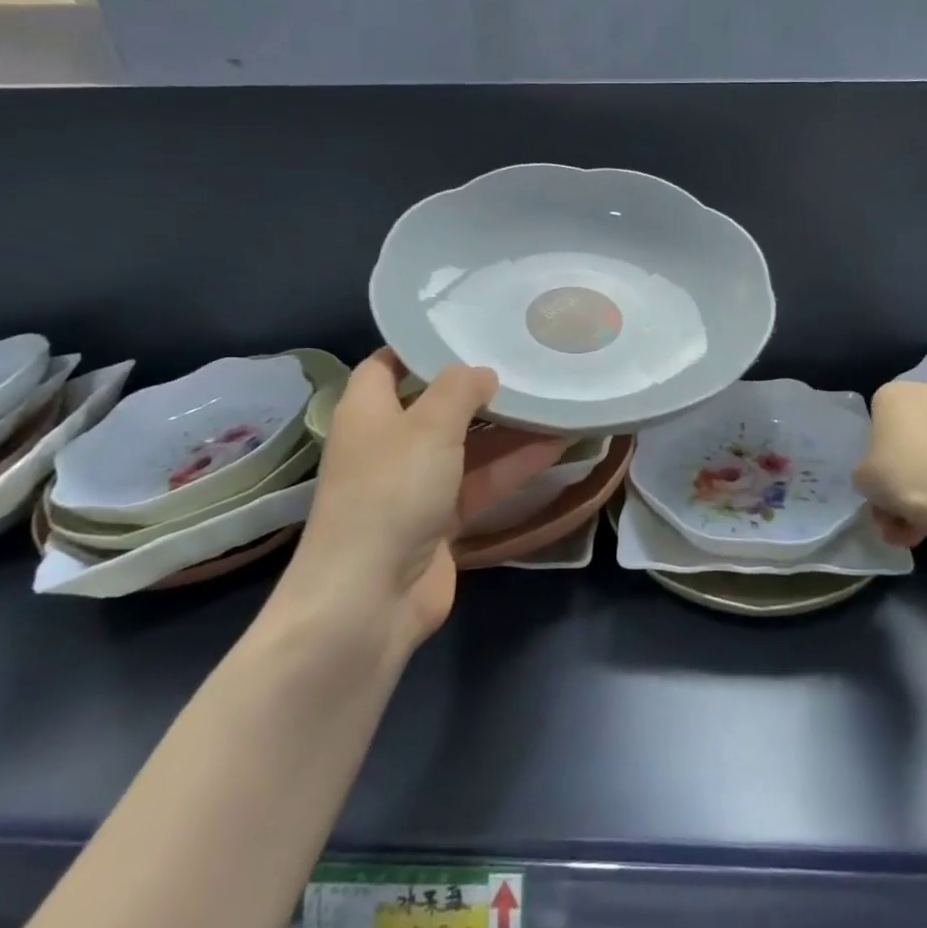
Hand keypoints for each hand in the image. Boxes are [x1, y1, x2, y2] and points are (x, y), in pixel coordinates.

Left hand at [272, 351, 567, 656]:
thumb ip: (459, 389)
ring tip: (553, 398)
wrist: (370, 599)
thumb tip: (481, 372)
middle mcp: (389, 443)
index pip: (389, 364)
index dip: (423, 345)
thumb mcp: (429, 426)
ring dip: (507, 427)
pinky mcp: (440, 520)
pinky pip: (480, 482)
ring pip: (467, 445)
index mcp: (369, 411)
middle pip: (437, 405)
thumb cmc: (391, 492)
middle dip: (478, 387)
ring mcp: (415, 485)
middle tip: (525, 360)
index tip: (469, 328)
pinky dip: (513, 466)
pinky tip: (558, 445)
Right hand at [856, 381, 926, 547]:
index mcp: (895, 394)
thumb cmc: (900, 476)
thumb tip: (883, 477)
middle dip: (906, 470)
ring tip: (925, 521)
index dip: (877, 449)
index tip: (880, 475)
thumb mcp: (862, 477)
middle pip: (912, 434)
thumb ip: (867, 469)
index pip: (879, 417)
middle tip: (900, 506)